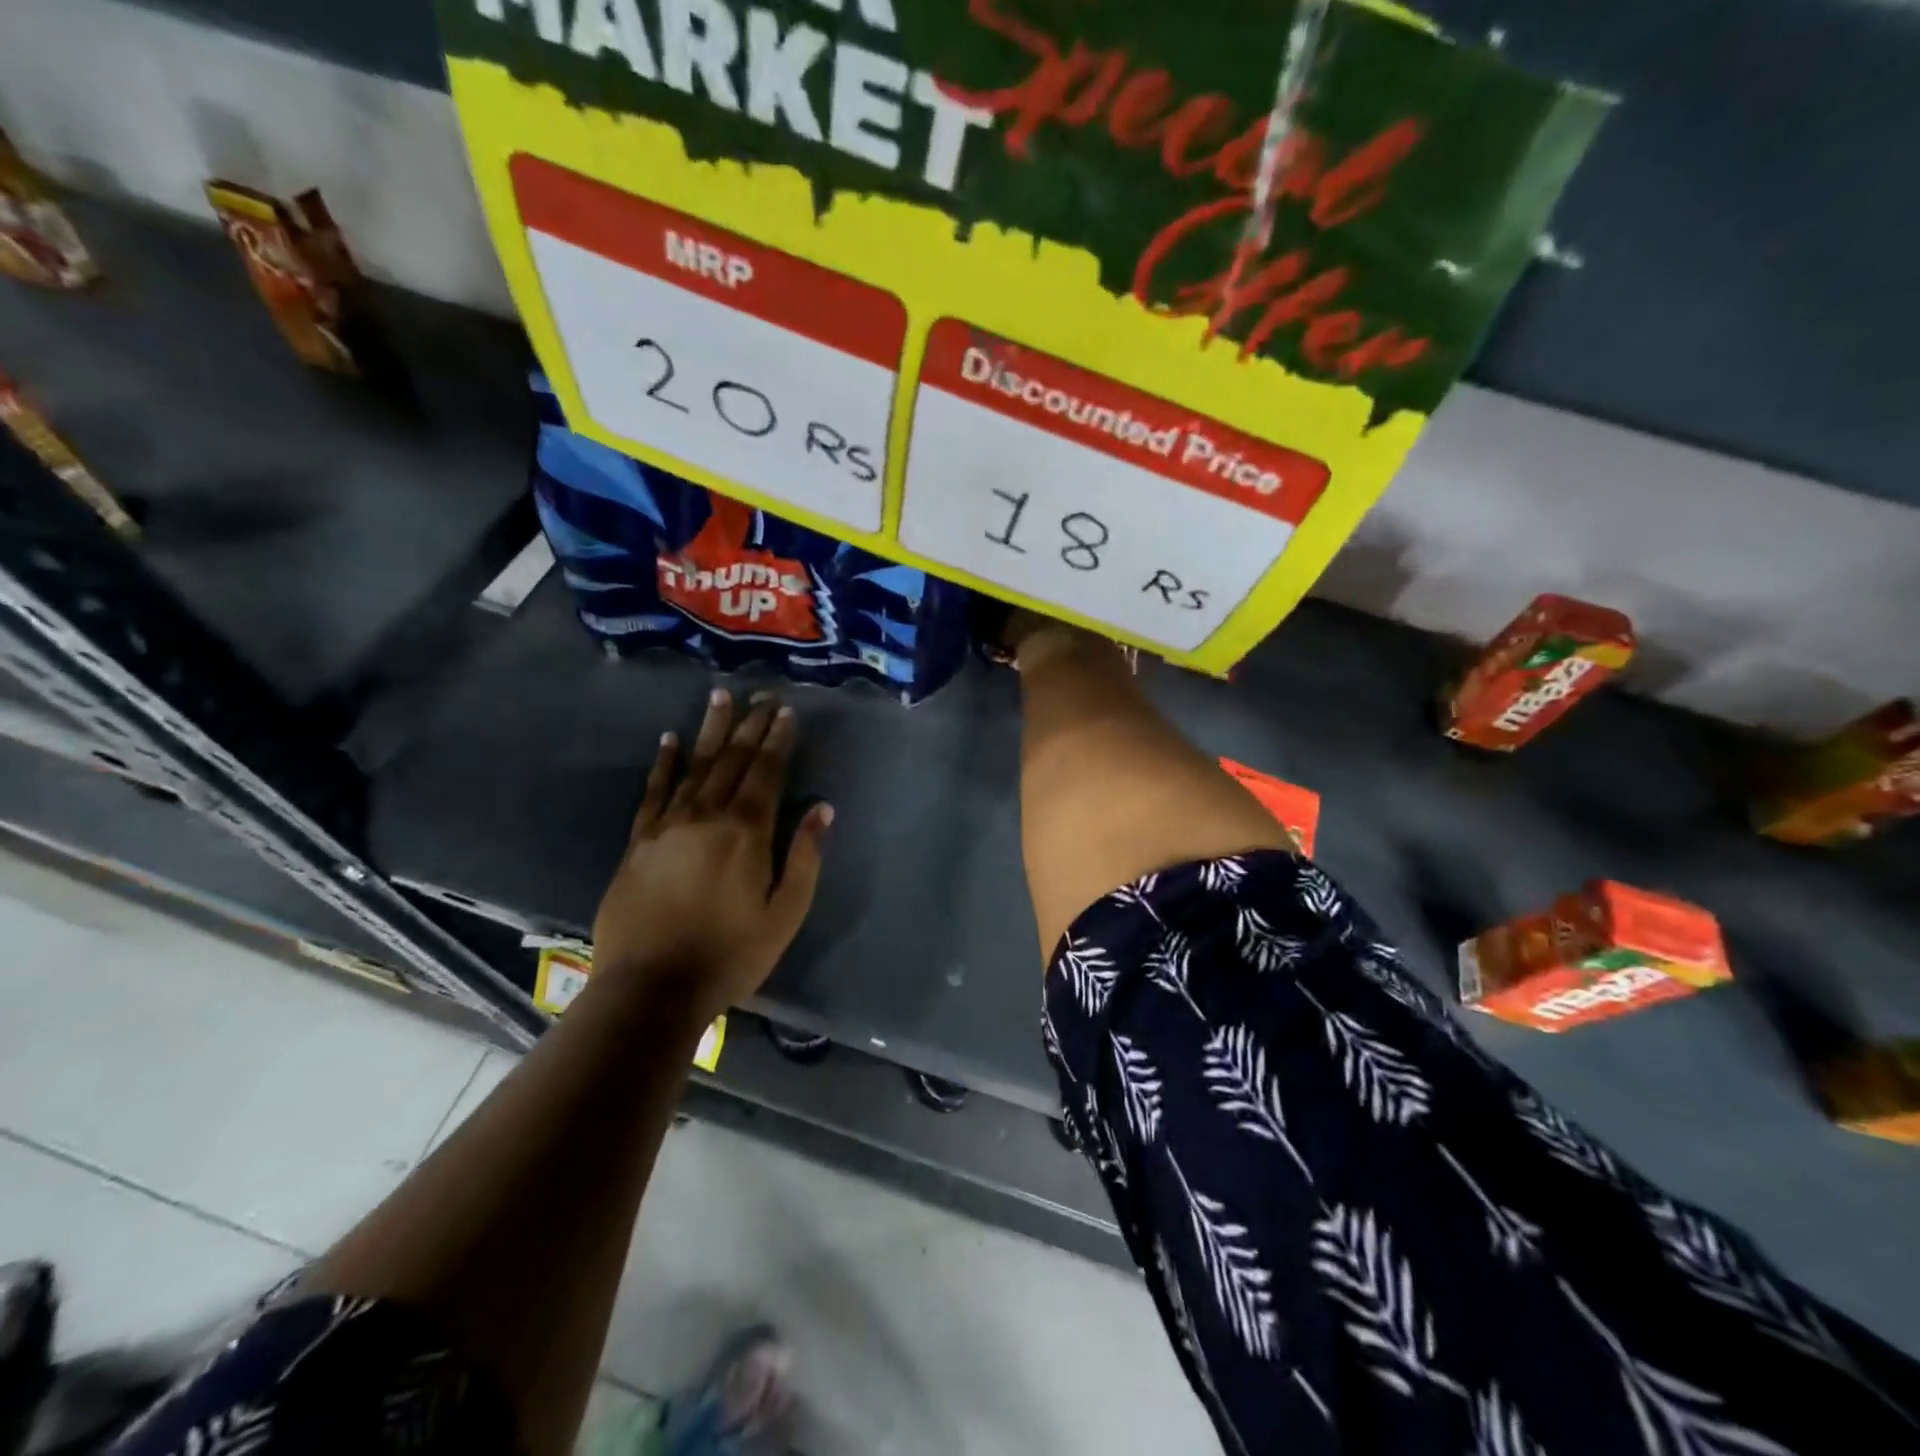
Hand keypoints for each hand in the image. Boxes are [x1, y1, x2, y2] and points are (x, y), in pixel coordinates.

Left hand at [592, 689, 831, 1019]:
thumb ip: (805, 858)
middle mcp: (708, 816)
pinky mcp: (639, 841)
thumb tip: (821, 809)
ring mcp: (668, 825)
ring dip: (710, 730)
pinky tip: (670, 740)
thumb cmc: (730, 955)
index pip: (767, 772)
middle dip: (750, 725)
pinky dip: (663, 763)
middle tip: (760, 693)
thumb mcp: (785, 914)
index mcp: (747, 832)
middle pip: (732, 760)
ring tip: (720, 697)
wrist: (651, 989)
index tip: (786, 711)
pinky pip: (654, 791)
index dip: (778, 739)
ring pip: (694, 765)